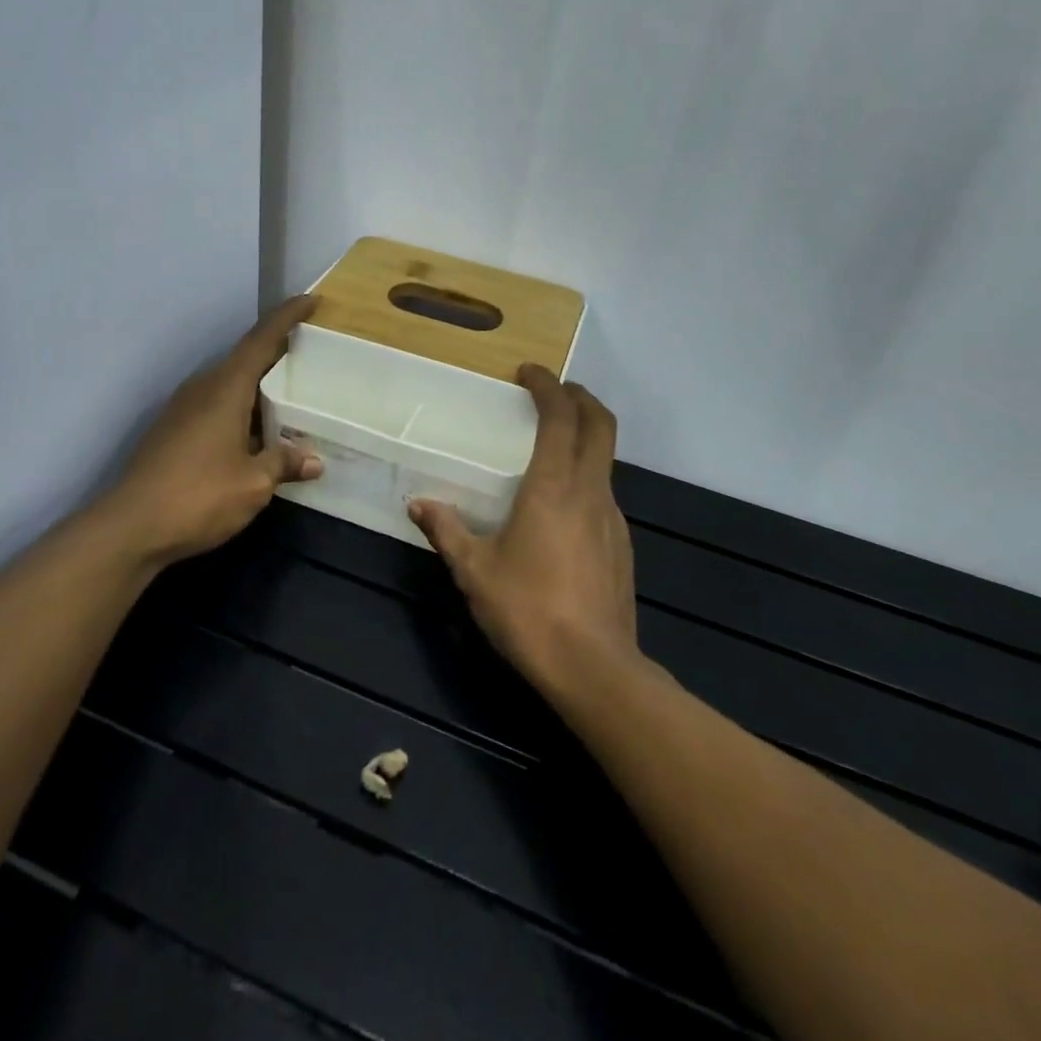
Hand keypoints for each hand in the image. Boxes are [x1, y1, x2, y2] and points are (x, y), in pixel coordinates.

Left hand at [101, 296, 322, 567]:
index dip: (287, 317)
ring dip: (259, 387)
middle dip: (278, 355)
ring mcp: (182, 409)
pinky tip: (256, 434)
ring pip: (229, 385)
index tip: (311, 300)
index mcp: (225, 389)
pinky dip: (241, 409)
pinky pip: (216, 406)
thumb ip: (283, 464)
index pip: (261, 339)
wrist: (130, 527)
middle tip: (311, 358)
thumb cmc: (198, 497)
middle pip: (245, 359)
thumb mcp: (253, 484)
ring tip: (290, 399)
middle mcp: (202, 389)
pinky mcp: (172, 431)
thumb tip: (313, 460)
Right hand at [408, 366, 639, 698]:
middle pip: (601, 425)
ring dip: (585, 438)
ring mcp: (613, 518)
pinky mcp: (622, 545)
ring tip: (552, 446)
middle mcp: (591, 491)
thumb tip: (418, 504)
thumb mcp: (475, 570)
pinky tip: (561, 505)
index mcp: (554, 486)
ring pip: (606, 459)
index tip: (529, 372)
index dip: (548, 386)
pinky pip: (604, 493)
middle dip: (580, 398)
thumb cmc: (528, 610)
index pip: (561, 417)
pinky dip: (586, 476)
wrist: (594, 668)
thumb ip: (446, 531)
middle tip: (554, 392)